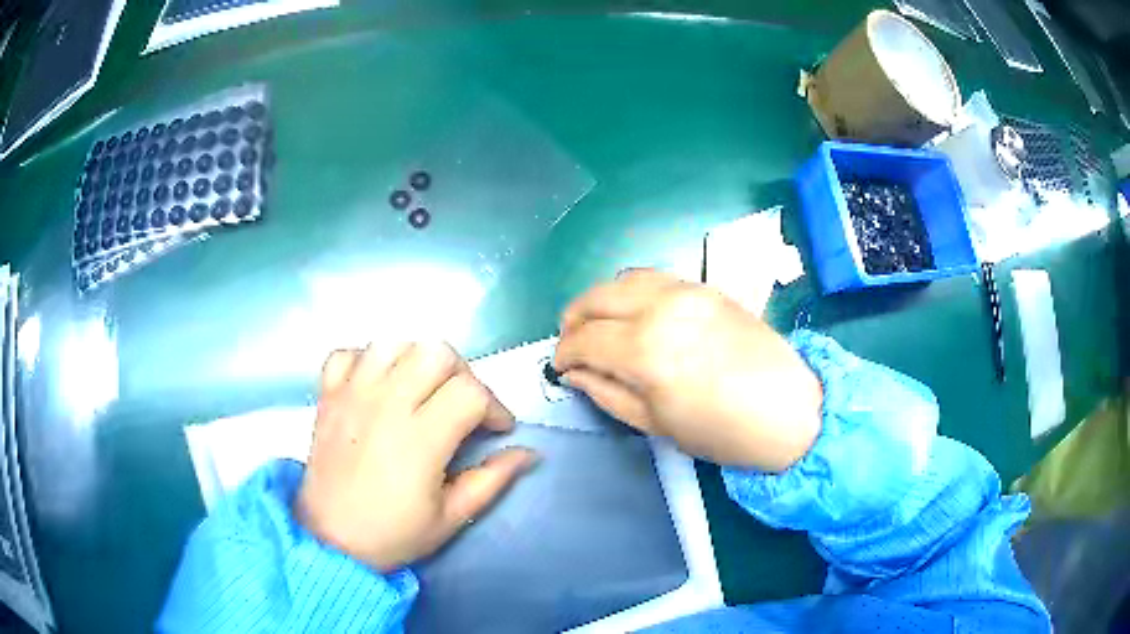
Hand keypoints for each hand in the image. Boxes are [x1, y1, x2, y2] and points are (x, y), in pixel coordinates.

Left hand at [296, 342, 536, 570]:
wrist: (330, 540)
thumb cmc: (393, 534)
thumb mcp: (451, 517)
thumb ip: (492, 480)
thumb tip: (529, 454)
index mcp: (419, 439)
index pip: (470, 392)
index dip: (495, 406)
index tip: (496, 429)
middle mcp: (385, 405)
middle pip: (435, 352)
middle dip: (461, 374)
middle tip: (462, 406)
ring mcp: (352, 395)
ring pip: (393, 343)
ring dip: (415, 360)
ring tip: (421, 390)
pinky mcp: (328, 395)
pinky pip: (348, 354)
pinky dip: (366, 361)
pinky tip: (377, 386)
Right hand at [555, 270, 821, 471]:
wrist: (787, 409)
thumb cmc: (721, 431)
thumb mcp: (655, 424)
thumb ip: (607, 392)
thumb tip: (574, 373)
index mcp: (647, 351)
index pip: (585, 338)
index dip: (563, 352)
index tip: (560, 367)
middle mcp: (662, 309)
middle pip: (596, 297)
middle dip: (573, 319)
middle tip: (571, 344)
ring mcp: (686, 292)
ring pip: (622, 279)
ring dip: (600, 300)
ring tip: (597, 325)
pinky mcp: (705, 287)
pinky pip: (653, 277)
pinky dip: (630, 290)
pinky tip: (632, 312)